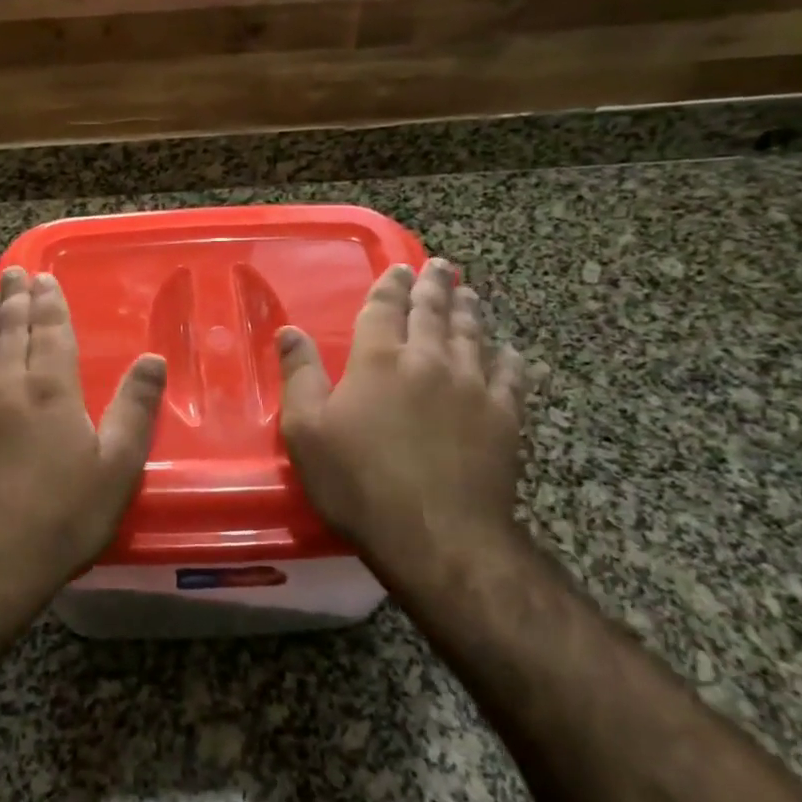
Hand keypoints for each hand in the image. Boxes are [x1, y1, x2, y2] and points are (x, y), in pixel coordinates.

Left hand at [0, 266, 167, 619]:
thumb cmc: (61, 517)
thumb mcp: (117, 468)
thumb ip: (136, 408)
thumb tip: (153, 358)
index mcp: (50, 389)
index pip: (49, 330)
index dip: (48, 302)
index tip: (43, 278)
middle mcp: (5, 385)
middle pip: (9, 330)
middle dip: (13, 298)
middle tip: (13, 273)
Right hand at [277, 260, 530, 575]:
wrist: (437, 535)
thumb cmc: (359, 483)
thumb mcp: (306, 431)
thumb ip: (300, 375)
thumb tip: (289, 330)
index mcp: (379, 358)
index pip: (385, 307)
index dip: (391, 285)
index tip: (399, 269)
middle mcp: (429, 359)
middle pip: (433, 311)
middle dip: (434, 285)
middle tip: (440, 266)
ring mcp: (473, 385)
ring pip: (473, 334)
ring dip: (469, 310)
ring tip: (469, 294)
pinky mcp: (505, 416)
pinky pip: (511, 375)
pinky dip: (509, 358)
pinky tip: (511, 351)